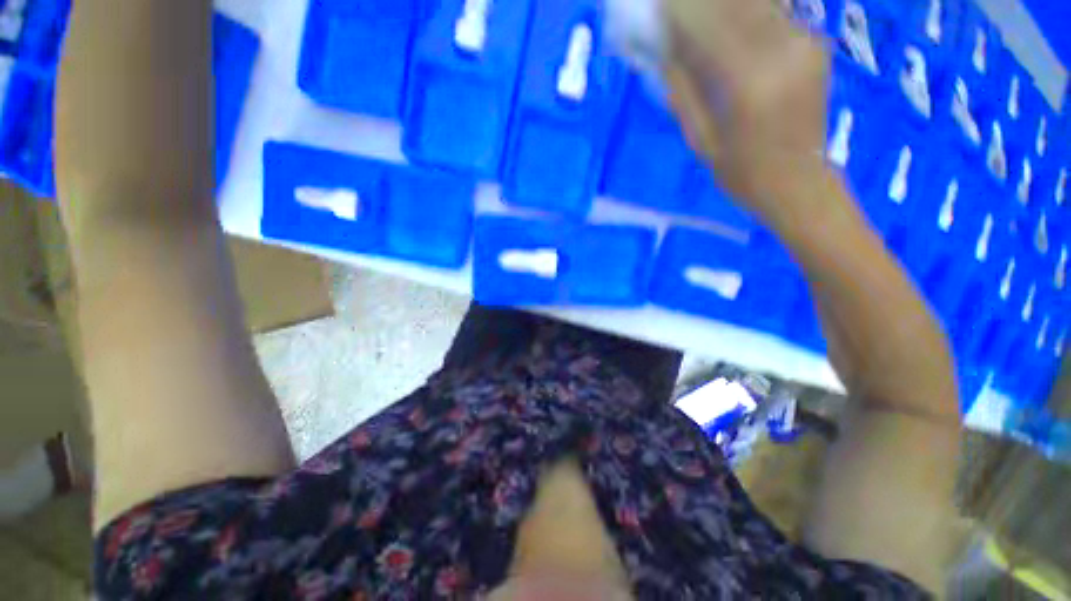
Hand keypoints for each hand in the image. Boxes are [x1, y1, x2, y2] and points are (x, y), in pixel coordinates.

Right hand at [665, 0, 833, 218]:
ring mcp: (803, 42)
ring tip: (700, 14)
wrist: (799, 182)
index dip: (678, 10)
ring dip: (723, 4)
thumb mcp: (701, 140)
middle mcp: (780, 51)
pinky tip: (730, 21)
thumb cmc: (742, 172)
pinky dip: (746, 11)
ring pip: (756, 3)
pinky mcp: (814, 43)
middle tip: (677, 7)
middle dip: (700, 2)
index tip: (657, 8)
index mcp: (746, 83)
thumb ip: (683, 93)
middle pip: (734, 3)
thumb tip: (663, 53)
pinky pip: (773, 14)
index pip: (706, 25)